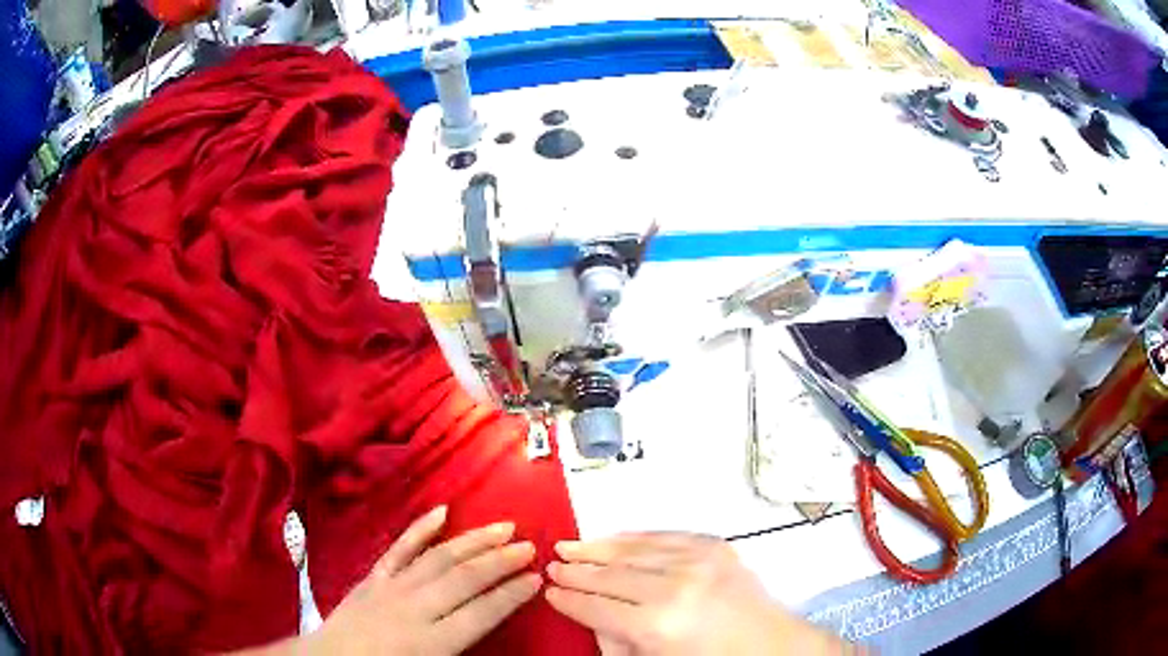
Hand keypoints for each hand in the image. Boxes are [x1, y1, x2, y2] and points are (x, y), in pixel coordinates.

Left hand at [305, 506, 541, 654]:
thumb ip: (462, 647)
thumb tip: (490, 621)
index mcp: (432, 642)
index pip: (481, 613)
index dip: (511, 594)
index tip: (536, 578)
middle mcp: (415, 609)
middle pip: (465, 578)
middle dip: (500, 560)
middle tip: (529, 545)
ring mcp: (392, 587)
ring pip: (439, 557)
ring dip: (473, 540)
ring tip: (502, 527)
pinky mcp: (373, 576)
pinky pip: (399, 547)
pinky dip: (421, 528)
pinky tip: (442, 511)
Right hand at [545, 533, 850, 654]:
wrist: (772, 644)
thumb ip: (618, 641)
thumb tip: (592, 617)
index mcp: (658, 625)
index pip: (598, 606)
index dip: (569, 599)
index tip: (549, 592)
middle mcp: (675, 587)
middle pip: (611, 574)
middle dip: (576, 571)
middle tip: (551, 565)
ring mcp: (698, 561)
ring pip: (633, 548)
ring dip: (598, 547)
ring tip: (570, 545)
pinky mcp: (715, 546)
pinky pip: (664, 535)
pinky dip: (635, 536)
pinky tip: (614, 537)